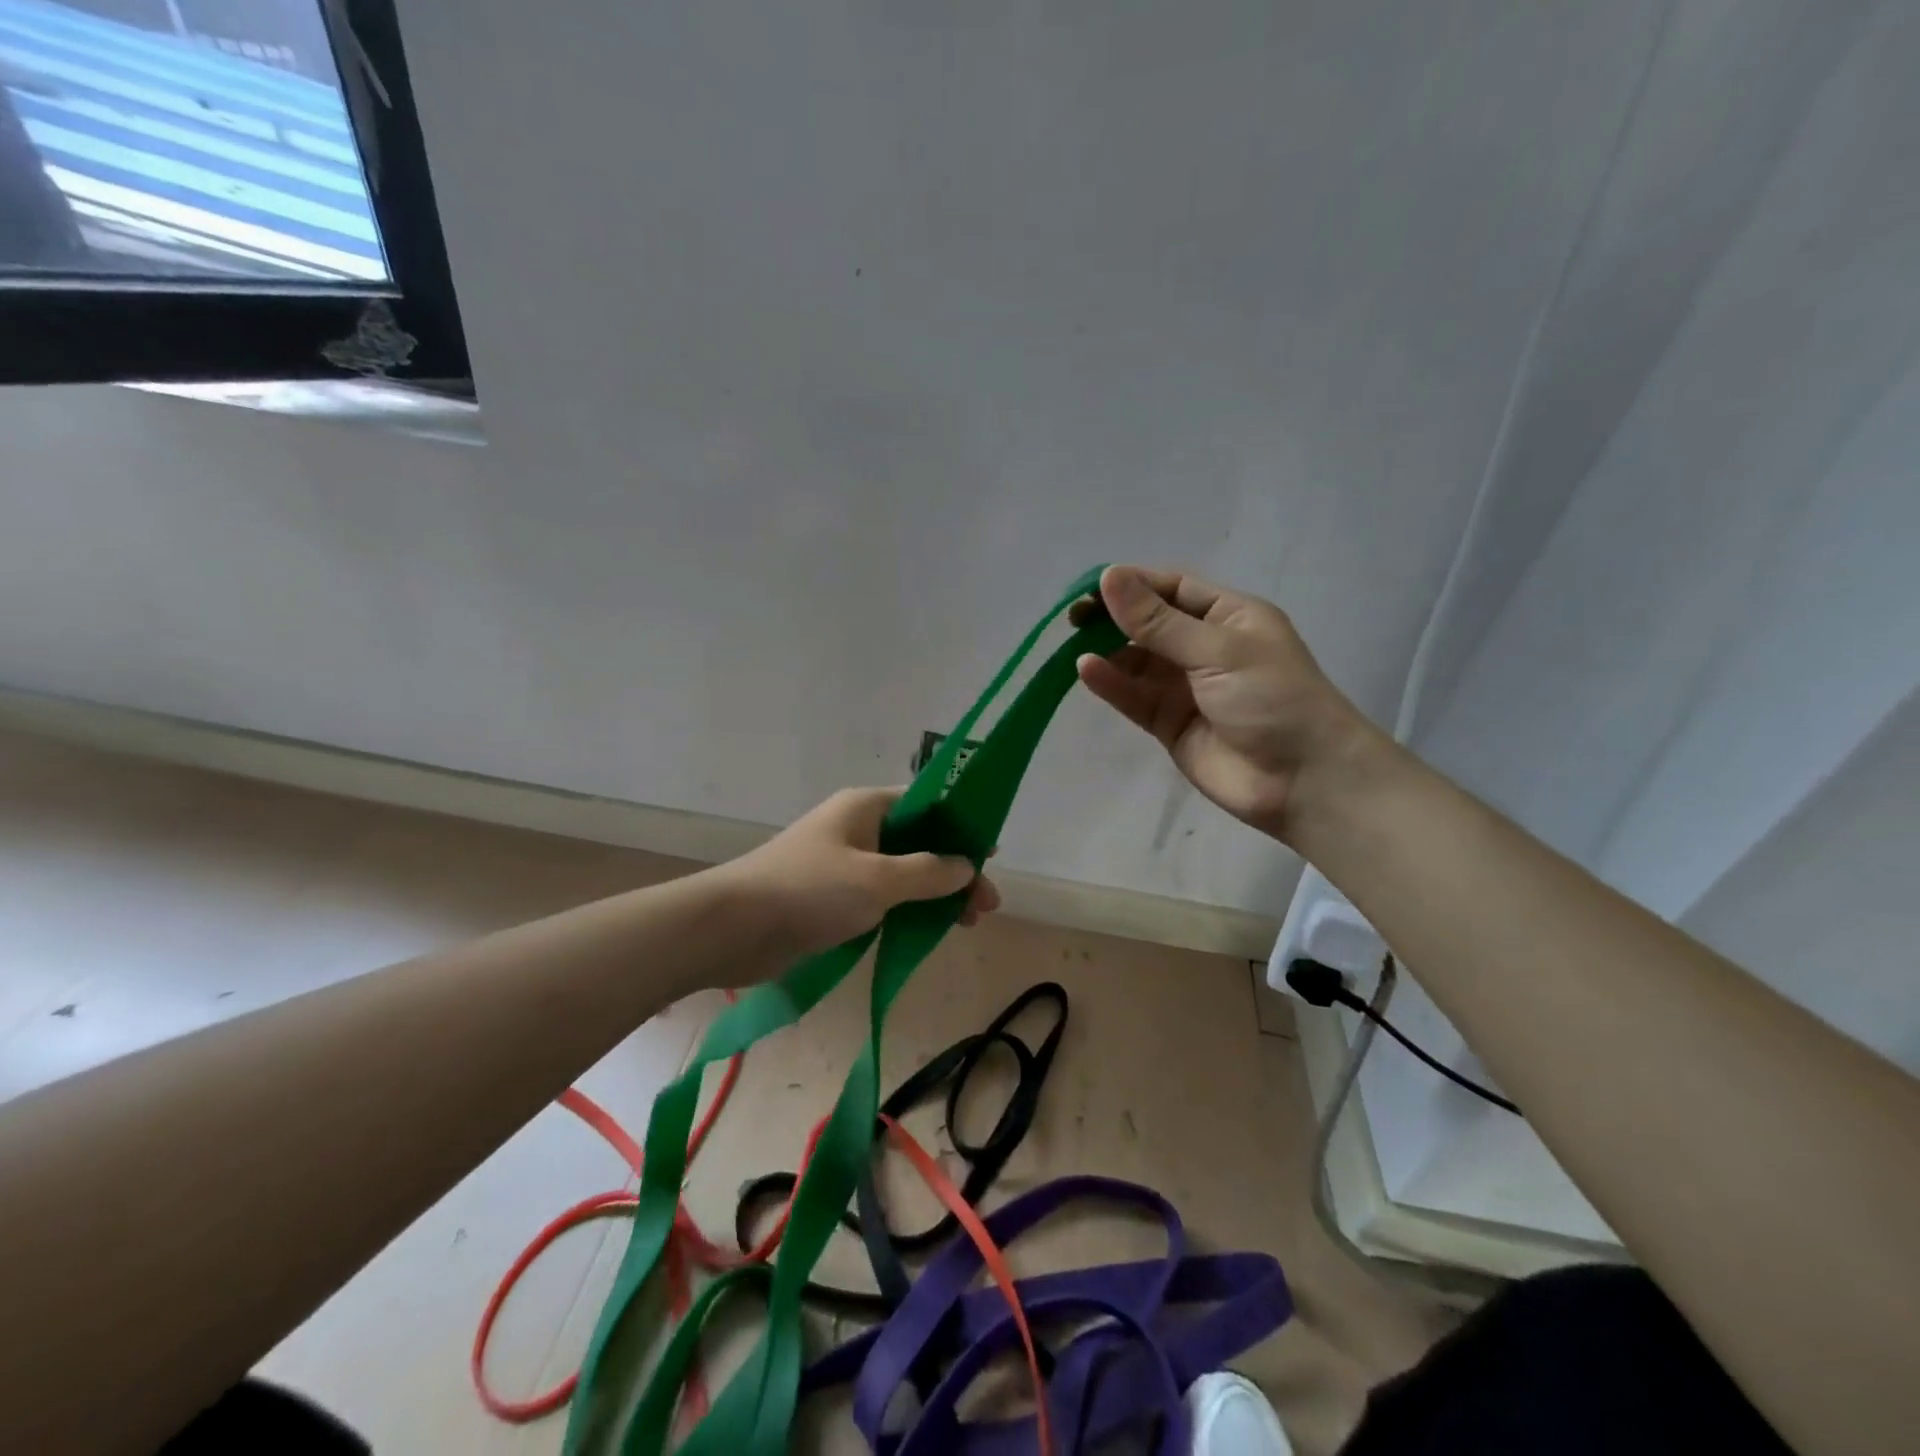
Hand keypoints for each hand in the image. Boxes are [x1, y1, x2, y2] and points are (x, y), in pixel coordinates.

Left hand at [723, 787, 1000, 962]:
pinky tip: (929, 931)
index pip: (927, 804)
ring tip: (966, 923)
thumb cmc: (809, 890)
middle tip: (986, 906)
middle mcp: (858, 829)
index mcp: (866, 807)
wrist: (732, 928)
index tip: (990, 854)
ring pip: (904, 873)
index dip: (962, 826)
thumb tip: (965, 866)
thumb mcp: (878, 880)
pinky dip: (909, 910)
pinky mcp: (833, 898)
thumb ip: (927, 872)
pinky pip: (883, 897)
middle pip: (920, 842)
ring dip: (936, 894)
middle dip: (955, 870)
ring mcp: (845, 864)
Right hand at [1075, 565, 1380, 843]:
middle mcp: (1205, 647)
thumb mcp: (1219, 649)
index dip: (1132, 584)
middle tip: (1074, 618)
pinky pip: (1134, 697)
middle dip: (1114, 618)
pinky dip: (1111, 684)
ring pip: (1137, 662)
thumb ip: (1159, 621)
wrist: (1303, 781)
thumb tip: (1110, 576)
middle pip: (1149, 624)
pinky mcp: (1169, 724)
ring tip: (1073, 645)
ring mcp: (1185, 688)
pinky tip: (1087, 670)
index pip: (1172, 588)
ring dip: (1108, 652)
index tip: (1092, 587)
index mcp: (1229, 616)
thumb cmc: (1274, 699)